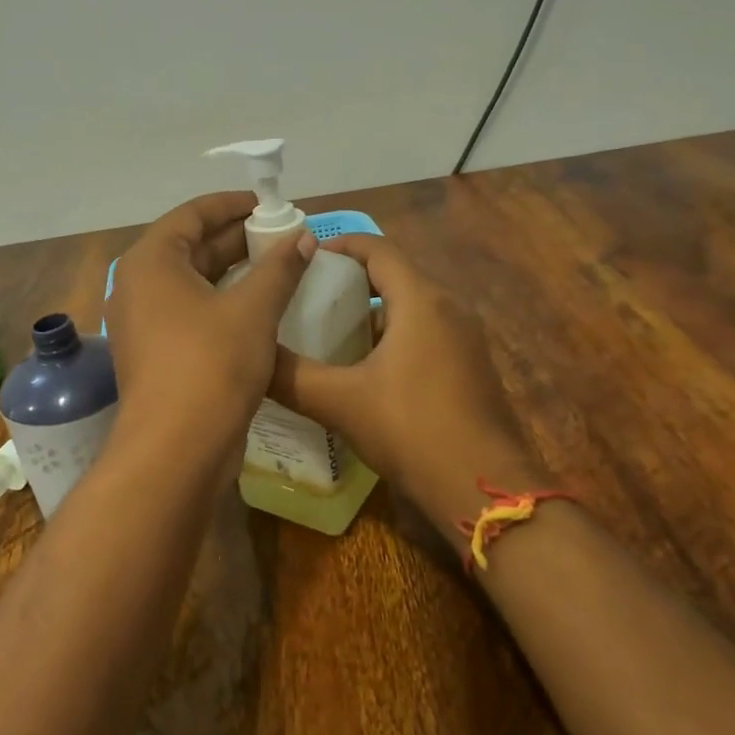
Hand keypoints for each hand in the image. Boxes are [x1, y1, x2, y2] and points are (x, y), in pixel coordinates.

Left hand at [105, 192, 314, 460]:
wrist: (176, 450)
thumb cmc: (212, 365)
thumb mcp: (253, 310)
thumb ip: (279, 268)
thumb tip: (303, 237)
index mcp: (151, 261)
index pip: (192, 214)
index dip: (233, 205)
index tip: (272, 204)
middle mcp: (137, 285)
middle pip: (190, 246)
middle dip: (237, 238)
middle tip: (284, 235)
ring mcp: (143, 322)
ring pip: (192, 282)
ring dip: (233, 272)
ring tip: (279, 266)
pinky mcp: (154, 353)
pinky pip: (189, 311)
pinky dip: (221, 302)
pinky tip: (259, 307)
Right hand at [268, 235, 543, 534]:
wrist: (484, 489)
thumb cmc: (411, 430)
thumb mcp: (340, 402)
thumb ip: (290, 376)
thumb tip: (250, 357)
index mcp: (421, 300)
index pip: (378, 248)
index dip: (340, 244)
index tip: (305, 256)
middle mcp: (449, 308)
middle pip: (395, 275)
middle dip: (351, 280)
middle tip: (307, 296)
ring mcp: (466, 339)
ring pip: (411, 307)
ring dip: (372, 311)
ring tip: (328, 332)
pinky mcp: (472, 367)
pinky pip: (427, 333)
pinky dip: (394, 335)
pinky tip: (366, 368)